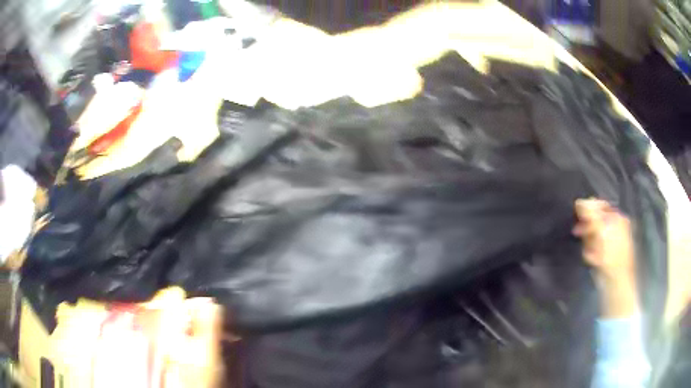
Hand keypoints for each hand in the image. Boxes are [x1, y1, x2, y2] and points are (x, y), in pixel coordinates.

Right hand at [573, 198, 638, 317]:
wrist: (617, 284)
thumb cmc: (610, 256)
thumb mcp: (600, 232)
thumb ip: (591, 216)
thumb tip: (580, 201)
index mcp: (618, 218)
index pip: (600, 206)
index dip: (588, 210)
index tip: (577, 215)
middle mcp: (618, 227)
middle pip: (598, 220)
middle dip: (588, 228)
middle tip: (577, 233)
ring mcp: (614, 242)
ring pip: (596, 235)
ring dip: (589, 241)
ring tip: (587, 251)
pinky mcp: (609, 256)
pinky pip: (597, 248)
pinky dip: (592, 250)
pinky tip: (591, 258)